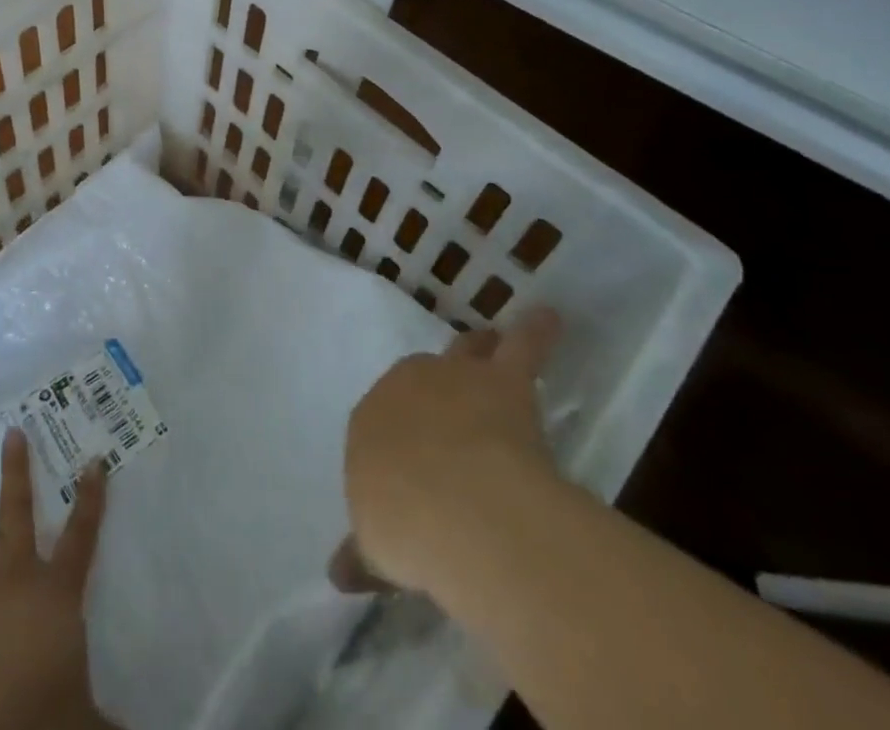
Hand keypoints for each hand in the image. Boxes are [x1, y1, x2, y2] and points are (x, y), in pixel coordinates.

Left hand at [0, 427, 114, 729]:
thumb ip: (107, 721)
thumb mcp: (84, 717)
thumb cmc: (41, 711)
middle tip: (11, 432)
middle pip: (16, 513)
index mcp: (54, 593)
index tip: (94, 460)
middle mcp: (12, 581)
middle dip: (16, 471)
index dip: (91, 499)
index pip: (82, 536)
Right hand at [335, 307, 561, 594]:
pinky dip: (536, 332)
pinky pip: (522, 347)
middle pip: (420, 381)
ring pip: (464, 352)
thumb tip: (338, 573)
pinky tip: (550, 316)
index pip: (383, 423)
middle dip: (433, 390)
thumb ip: (364, 554)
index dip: (402, 440)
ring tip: (486, 341)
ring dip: (476, 348)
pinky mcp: (502, 380)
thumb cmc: (404, 526)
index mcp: (369, 423)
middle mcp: (405, 387)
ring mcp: (453, 378)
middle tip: (451, 406)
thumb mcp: (376, 549)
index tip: (415, 463)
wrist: (451, 505)